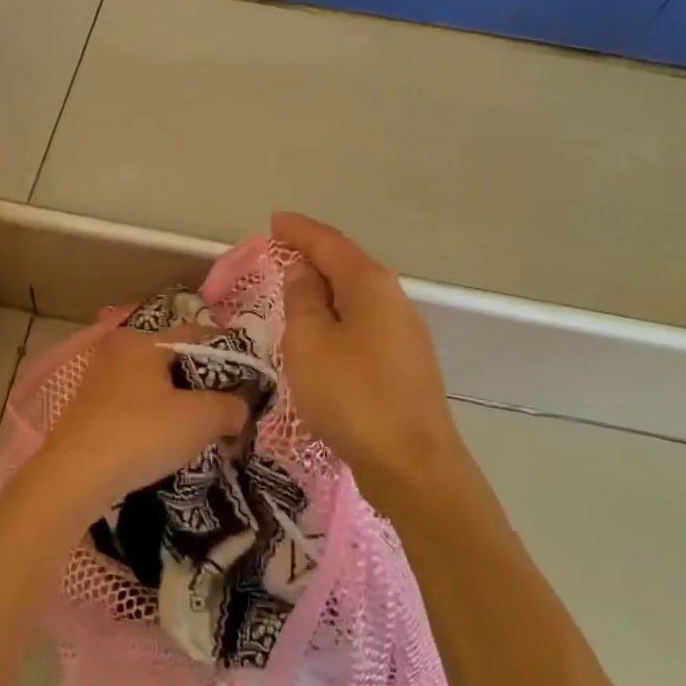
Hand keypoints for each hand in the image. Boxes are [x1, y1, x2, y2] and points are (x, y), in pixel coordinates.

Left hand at [29, 327, 248, 517]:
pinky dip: (154, 417)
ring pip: (153, 384)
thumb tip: (241, 409)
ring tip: (200, 429)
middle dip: (203, 382)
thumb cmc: (141, 434)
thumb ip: (230, 407)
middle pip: (174, 359)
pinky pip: (133, 405)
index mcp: (145, 340)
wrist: (73, 478)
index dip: (228, 355)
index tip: (248, 379)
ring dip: (178, 402)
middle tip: (227, 407)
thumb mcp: (200, 419)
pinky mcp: (87, 410)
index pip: (198, 335)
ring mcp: (99, 380)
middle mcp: (119, 351)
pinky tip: (164, 441)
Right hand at [274, 212, 465, 507]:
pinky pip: (363, 324)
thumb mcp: (309, 342)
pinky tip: (324, 332)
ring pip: (357, 297)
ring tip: (295, 289)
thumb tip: (303, 270)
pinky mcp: (405, 364)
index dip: (298, 230)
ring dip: (325, 289)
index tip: (273, 221)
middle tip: (278, 253)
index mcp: (370, 284)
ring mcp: (404, 332)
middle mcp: (394, 299)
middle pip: (347, 265)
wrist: (412, 464)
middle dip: (313, 256)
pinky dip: (338, 317)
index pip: (329, 242)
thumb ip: (302, 299)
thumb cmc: (352, 395)